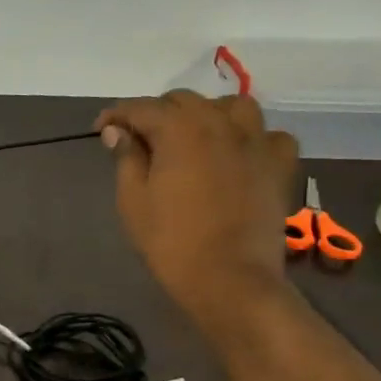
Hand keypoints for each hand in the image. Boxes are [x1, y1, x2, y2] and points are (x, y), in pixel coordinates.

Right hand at [95, 91, 298, 331]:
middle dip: (157, 113)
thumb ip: (126, 158)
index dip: (116, 116)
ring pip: (233, 106)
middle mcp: (220, 123)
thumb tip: (118, 132)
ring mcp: (256, 142)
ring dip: (208, 114)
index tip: (101, 130)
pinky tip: (239, 155)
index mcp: (179, 129)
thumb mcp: (133, 200)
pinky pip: (269, 136)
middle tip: (140, 139)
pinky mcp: (280, 165)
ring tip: (193, 136)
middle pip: (184, 101)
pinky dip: (251, 139)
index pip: (141, 108)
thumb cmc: (170, 241)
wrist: (229, 279)